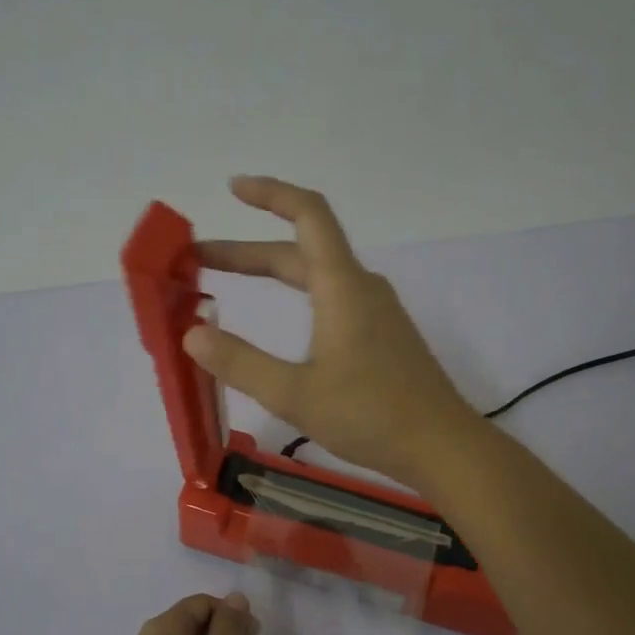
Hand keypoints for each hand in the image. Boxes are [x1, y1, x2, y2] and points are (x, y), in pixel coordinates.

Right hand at [185, 176, 481, 489]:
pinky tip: (283, 325)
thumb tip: (192, 335)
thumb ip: (241, 363)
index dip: (270, 193)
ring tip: (228, 287)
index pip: (308, 214)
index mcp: (342, 286)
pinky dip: (297, 298)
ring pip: (317, 277)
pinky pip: (332, 300)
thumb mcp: (295, 394)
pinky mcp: (383, 337)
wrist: (442, 446)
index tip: (233, 188)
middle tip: (199, 261)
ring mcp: (376, 313)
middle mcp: (361, 288)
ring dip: (273, 274)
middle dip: (248, 252)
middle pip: (302, 251)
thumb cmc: (371, 415)